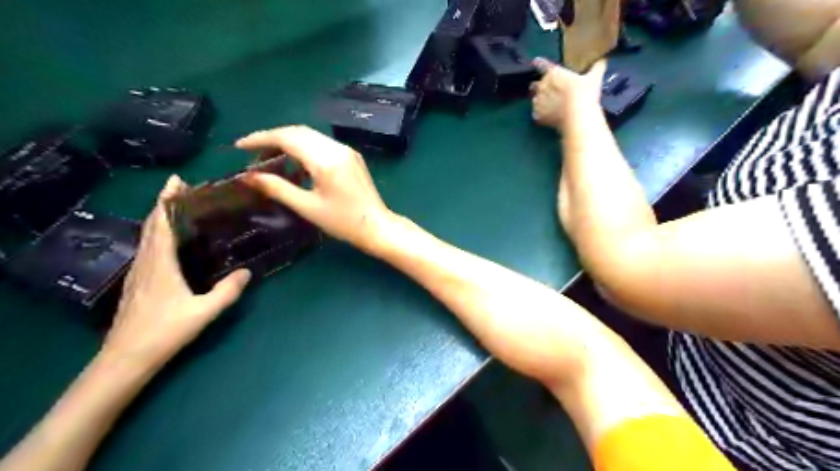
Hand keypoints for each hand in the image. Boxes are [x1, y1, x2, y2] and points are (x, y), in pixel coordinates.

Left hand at [104, 176, 249, 371]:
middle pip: (151, 225)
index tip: (177, 181)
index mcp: (160, 264)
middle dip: (163, 203)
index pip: (161, 224)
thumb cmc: (164, 332)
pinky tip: (168, 239)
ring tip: (177, 207)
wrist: (125, 358)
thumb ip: (227, 292)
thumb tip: (248, 271)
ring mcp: (139, 272)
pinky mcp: (138, 281)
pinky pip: (147, 247)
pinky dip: (156, 233)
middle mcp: (146, 262)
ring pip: (146, 235)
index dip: (167, 201)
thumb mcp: (203, 312)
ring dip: (159, 217)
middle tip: (181, 187)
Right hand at [236, 125, 394, 252]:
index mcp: (325, 160)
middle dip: (272, 139)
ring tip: (271, 162)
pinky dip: (304, 149)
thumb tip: (248, 176)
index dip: (260, 139)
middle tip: (253, 157)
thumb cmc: (343, 222)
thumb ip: (277, 188)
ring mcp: (346, 150)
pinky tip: (295, 166)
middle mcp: (337, 148)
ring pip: (310, 136)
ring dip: (288, 143)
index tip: (239, 146)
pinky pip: (322, 144)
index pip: (287, 137)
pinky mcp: (351, 156)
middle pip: (298, 132)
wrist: (377, 226)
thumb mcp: (307, 207)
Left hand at [526, 58, 608, 128]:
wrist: (577, 116)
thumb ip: (597, 67)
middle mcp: (542, 85)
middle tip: (549, 91)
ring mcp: (538, 101)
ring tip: (549, 105)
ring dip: (540, 101)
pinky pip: (536, 114)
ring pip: (535, 99)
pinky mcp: (537, 115)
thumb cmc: (585, 94)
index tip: (536, 62)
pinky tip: (547, 116)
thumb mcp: (594, 78)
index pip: (542, 64)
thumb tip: (603, 59)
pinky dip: (540, 114)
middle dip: (540, 87)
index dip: (539, 63)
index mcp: (553, 73)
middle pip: (535, 84)